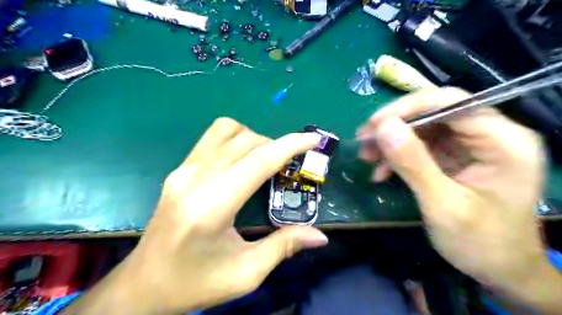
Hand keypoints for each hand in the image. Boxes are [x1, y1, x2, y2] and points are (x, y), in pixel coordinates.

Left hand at [62, 118, 327, 314]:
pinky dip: (236, 140)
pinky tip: (243, 161)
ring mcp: (183, 170)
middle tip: (291, 165)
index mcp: (212, 206)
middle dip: (276, 145)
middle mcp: (195, 179)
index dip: (290, 146)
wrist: (143, 285)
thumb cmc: (194, 284)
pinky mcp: (178, 170)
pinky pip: (212, 139)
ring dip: (254, 138)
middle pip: (245, 141)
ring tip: (266, 159)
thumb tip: (320, 235)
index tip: (313, 139)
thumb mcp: (245, 274)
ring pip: (226, 131)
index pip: (258, 162)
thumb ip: (284, 247)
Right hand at [357, 87, 558, 308]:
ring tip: (366, 157)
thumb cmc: (481, 243)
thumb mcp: (442, 205)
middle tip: (363, 140)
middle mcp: (490, 135)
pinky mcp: (456, 156)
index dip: (408, 108)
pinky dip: (398, 156)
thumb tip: (383, 127)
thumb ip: (413, 163)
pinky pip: (421, 146)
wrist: (499, 269)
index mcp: (503, 141)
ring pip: (423, 127)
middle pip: (435, 111)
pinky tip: (381, 172)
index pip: (452, 103)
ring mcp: (471, 145)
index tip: (373, 125)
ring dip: (392, 141)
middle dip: (395, 125)